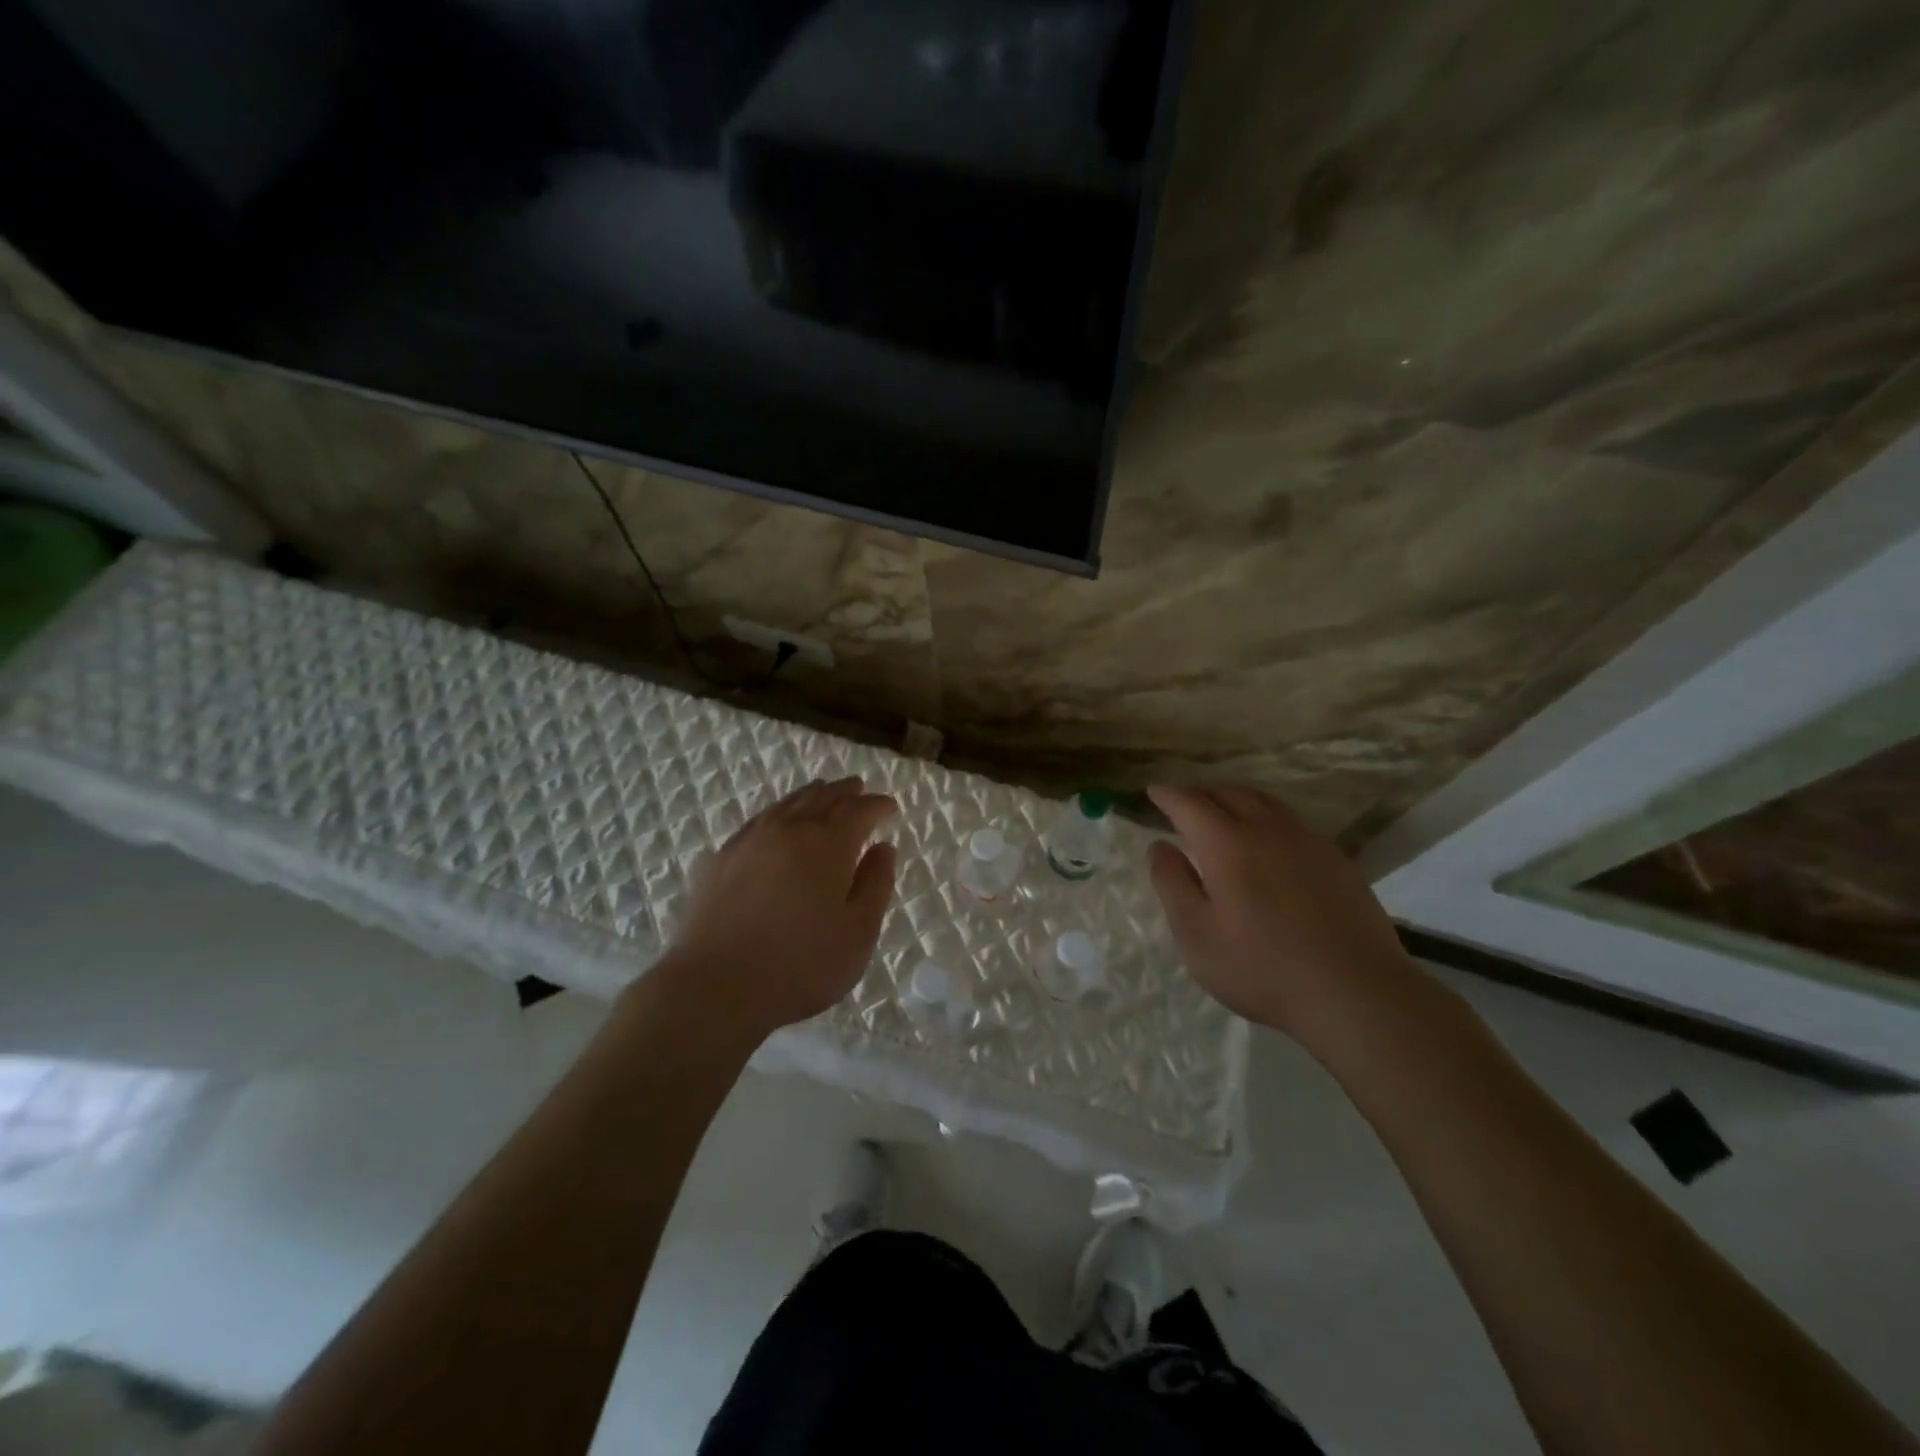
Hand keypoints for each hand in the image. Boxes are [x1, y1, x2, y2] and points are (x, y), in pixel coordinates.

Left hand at [655, 776, 897, 1041]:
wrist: (715, 986)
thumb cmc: (800, 965)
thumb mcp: (858, 933)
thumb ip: (875, 885)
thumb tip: (883, 848)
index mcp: (828, 844)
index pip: (858, 811)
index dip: (877, 805)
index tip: (889, 806)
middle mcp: (789, 830)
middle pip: (821, 798)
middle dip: (844, 792)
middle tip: (858, 787)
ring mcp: (749, 841)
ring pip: (786, 804)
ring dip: (810, 795)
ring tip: (821, 792)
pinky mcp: (720, 859)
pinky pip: (757, 822)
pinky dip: (777, 813)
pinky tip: (775, 823)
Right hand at [1146, 785, 1431, 1053]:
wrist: (1355, 992)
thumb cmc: (1261, 967)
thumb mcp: (1196, 933)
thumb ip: (1172, 883)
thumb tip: (1160, 846)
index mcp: (1227, 843)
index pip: (1190, 803)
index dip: (1168, 795)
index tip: (1153, 791)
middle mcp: (1268, 830)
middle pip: (1230, 794)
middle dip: (1201, 794)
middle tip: (1184, 805)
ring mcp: (1308, 842)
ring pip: (1265, 803)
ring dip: (1237, 800)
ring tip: (1224, 814)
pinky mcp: (1337, 860)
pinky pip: (1293, 823)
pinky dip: (1268, 820)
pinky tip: (1269, 845)